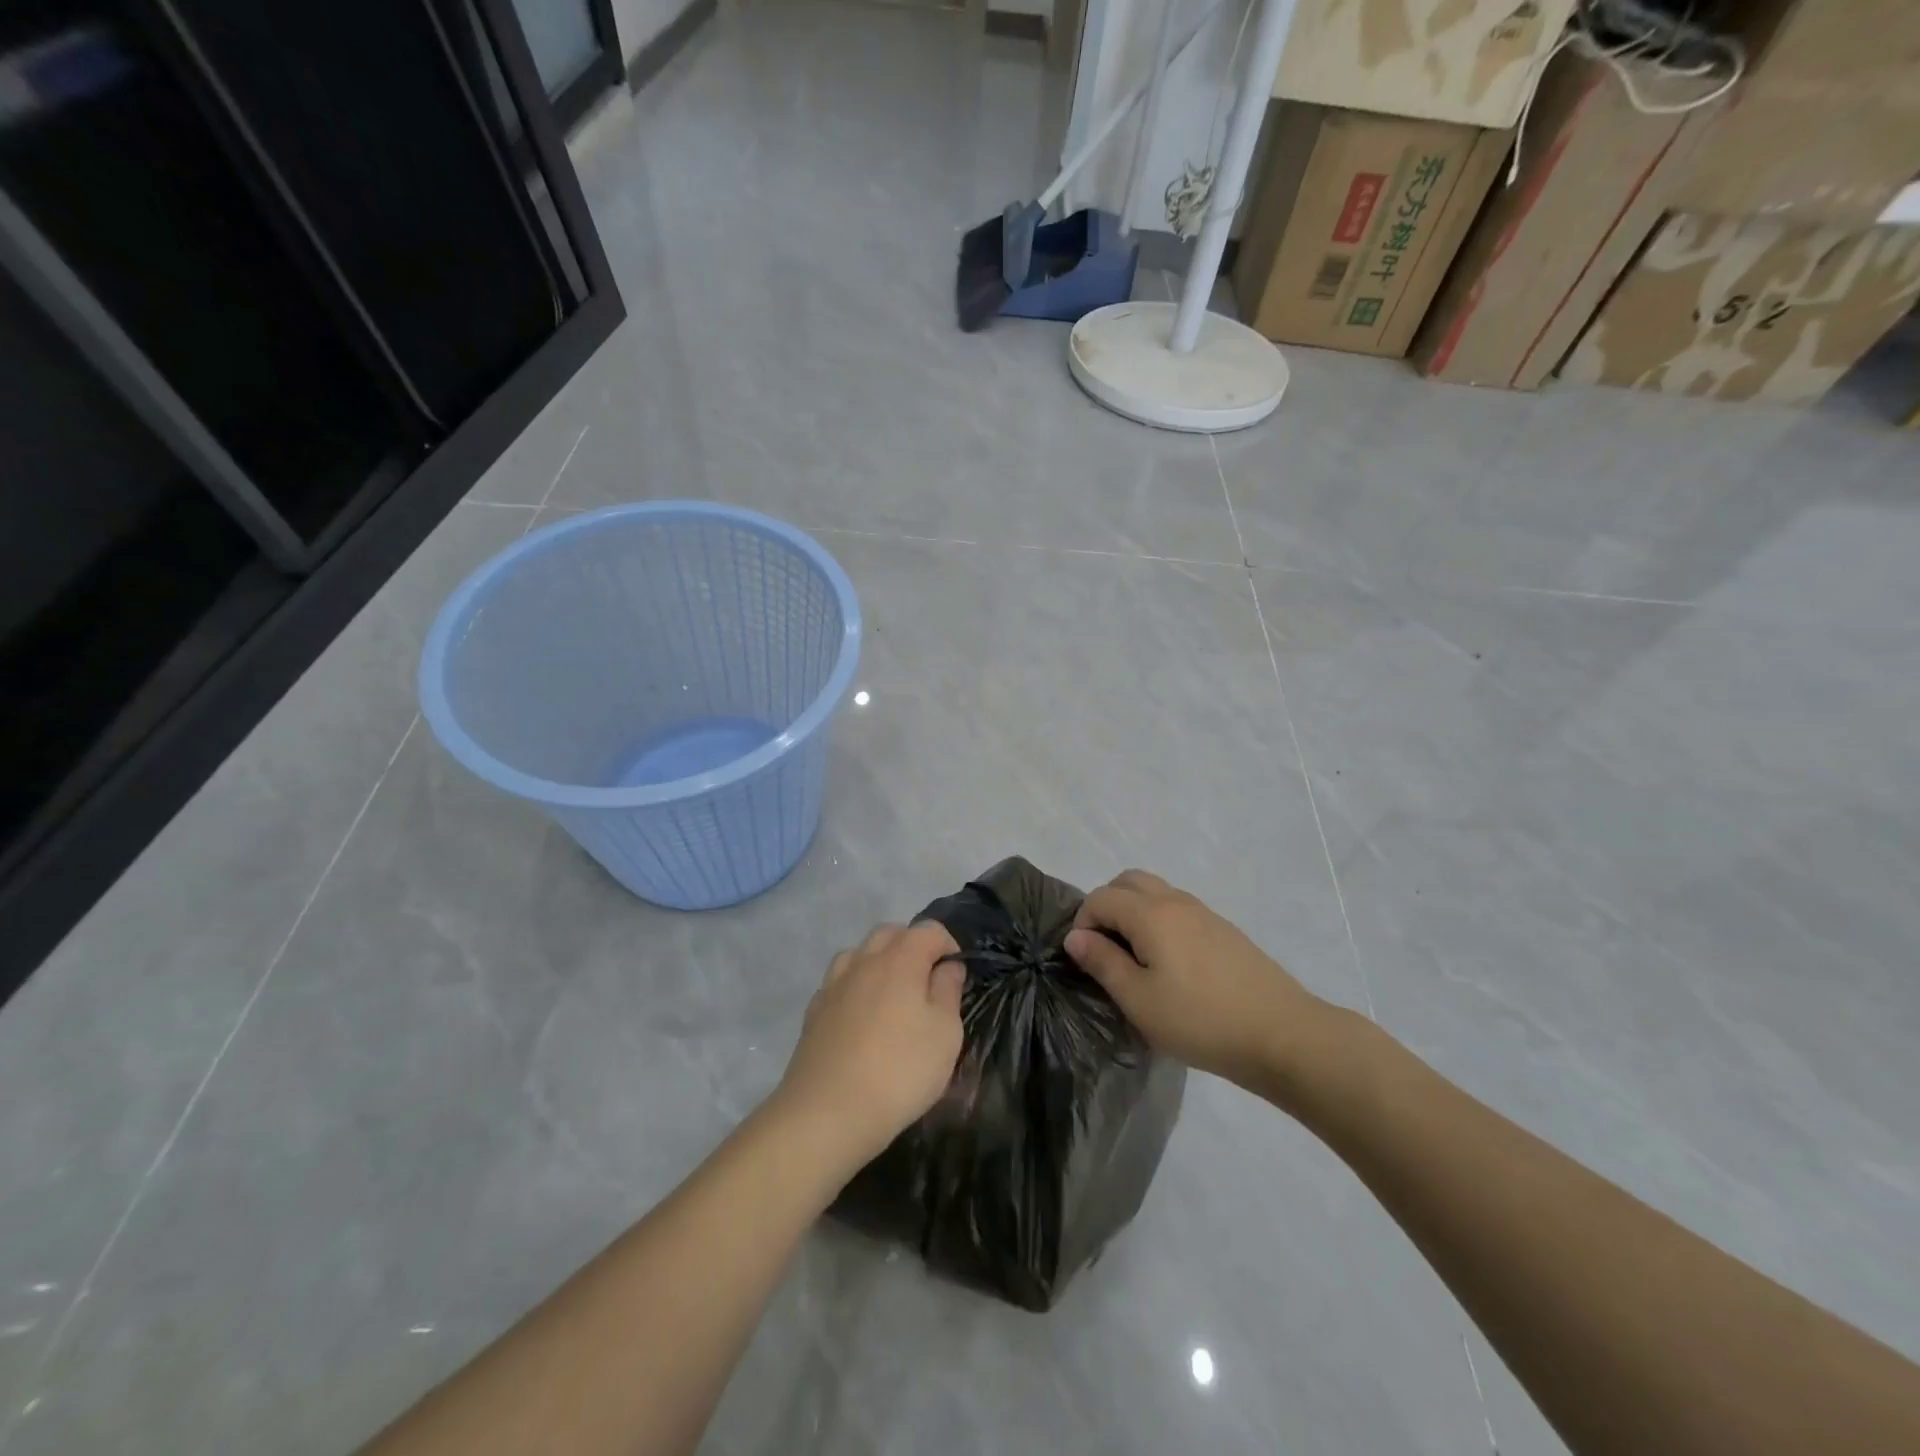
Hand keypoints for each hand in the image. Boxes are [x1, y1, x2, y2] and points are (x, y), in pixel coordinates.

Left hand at [775, 922, 965, 1174]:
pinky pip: (839, 982)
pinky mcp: (814, 1011)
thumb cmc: (900, 1071)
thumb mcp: (945, 1034)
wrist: (827, 1113)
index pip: (929, 930)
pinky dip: (855, 987)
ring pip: (859, 953)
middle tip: (928, 980)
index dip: (948, 944)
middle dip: (912, 945)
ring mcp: (834, 984)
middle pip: (890, 933)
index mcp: (900, 959)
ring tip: (893, 995)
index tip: (958, 974)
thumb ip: (948, 991)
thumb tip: (947, 967)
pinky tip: (861, 1017)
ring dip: (879, 962)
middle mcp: (864, 961)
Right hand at [1065, 870, 1321, 1094]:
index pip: (1101, 897)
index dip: (1082, 922)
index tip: (1085, 960)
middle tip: (1105, 948)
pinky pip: (1178, 908)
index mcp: (1151, 913)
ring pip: (1156, 891)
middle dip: (1106, 905)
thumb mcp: (1139, 1000)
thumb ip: (1103, 963)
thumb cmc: (1200, 1021)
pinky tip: (1170, 963)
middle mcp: (1176, 901)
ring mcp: (1205, 913)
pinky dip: (1159, 920)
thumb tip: (1076, 937)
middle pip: (1128, 880)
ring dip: (1134, 911)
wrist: (1283, 1035)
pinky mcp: (1225, 930)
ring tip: (1135, 957)